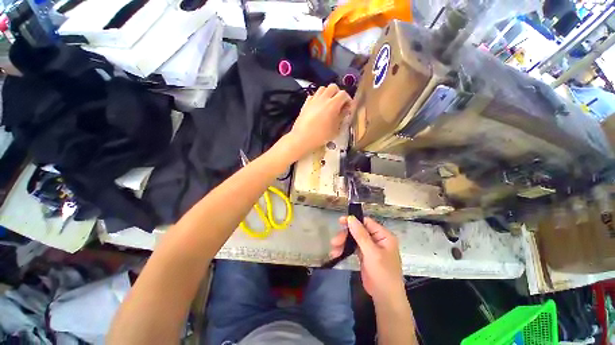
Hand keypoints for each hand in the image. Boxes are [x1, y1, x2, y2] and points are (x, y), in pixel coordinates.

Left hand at [289, 84, 351, 156]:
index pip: (344, 94)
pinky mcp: (305, 104)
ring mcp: (313, 100)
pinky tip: (318, 107)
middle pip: (333, 87)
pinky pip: (313, 96)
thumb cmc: (321, 136)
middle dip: (338, 93)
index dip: (348, 100)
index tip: (348, 108)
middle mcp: (323, 98)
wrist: (303, 138)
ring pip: (322, 89)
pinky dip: (317, 98)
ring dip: (327, 94)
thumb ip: (341, 117)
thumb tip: (345, 110)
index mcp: (333, 104)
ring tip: (328, 104)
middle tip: (339, 104)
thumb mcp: (336, 129)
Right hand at [330, 216, 404, 302]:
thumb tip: (351, 218)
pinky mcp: (364, 255)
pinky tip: (336, 253)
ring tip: (333, 250)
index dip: (353, 221)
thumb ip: (361, 235)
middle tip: (334, 241)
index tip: (340, 222)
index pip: (366, 222)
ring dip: (343, 243)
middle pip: (358, 231)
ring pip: (354, 239)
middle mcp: (377, 239)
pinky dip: (345, 249)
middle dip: (346, 235)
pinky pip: (353, 248)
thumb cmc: (383, 273)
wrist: (385, 298)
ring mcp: (370, 247)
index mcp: (383, 235)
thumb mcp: (372, 253)